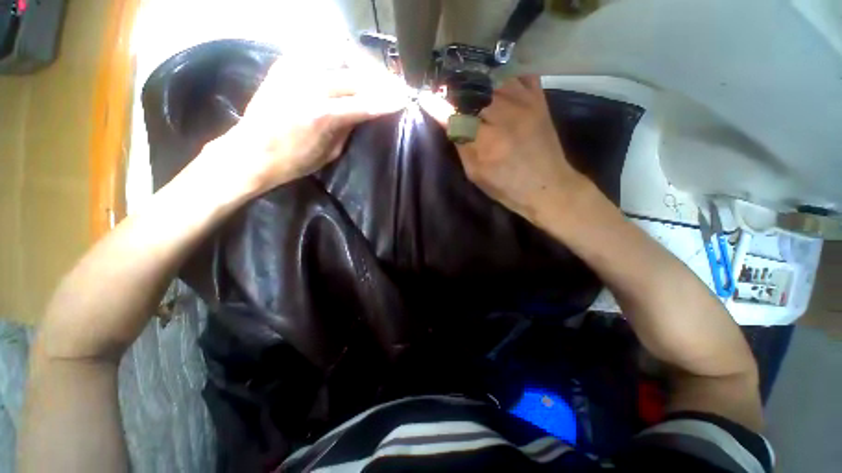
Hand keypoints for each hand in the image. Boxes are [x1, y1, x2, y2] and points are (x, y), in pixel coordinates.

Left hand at [199, 50, 408, 196]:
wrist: (250, 151)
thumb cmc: (293, 161)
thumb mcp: (329, 153)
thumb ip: (348, 128)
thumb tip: (363, 113)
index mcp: (322, 115)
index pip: (365, 103)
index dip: (386, 101)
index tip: (403, 100)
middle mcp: (310, 86)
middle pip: (355, 76)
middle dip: (378, 81)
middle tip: (392, 87)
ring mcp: (295, 70)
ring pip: (338, 55)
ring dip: (360, 64)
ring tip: (372, 74)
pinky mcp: (284, 64)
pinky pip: (317, 51)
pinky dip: (336, 57)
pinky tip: (345, 65)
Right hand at [419, 76, 587, 221]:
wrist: (548, 187)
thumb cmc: (507, 187)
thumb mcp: (476, 174)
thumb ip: (462, 146)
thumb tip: (448, 121)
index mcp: (488, 141)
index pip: (457, 115)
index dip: (439, 105)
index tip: (426, 96)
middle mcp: (507, 115)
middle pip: (474, 91)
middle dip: (458, 91)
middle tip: (448, 93)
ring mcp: (526, 103)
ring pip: (494, 78)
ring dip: (479, 82)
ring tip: (469, 87)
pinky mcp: (539, 100)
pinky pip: (520, 74)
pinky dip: (505, 75)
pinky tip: (497, 83)